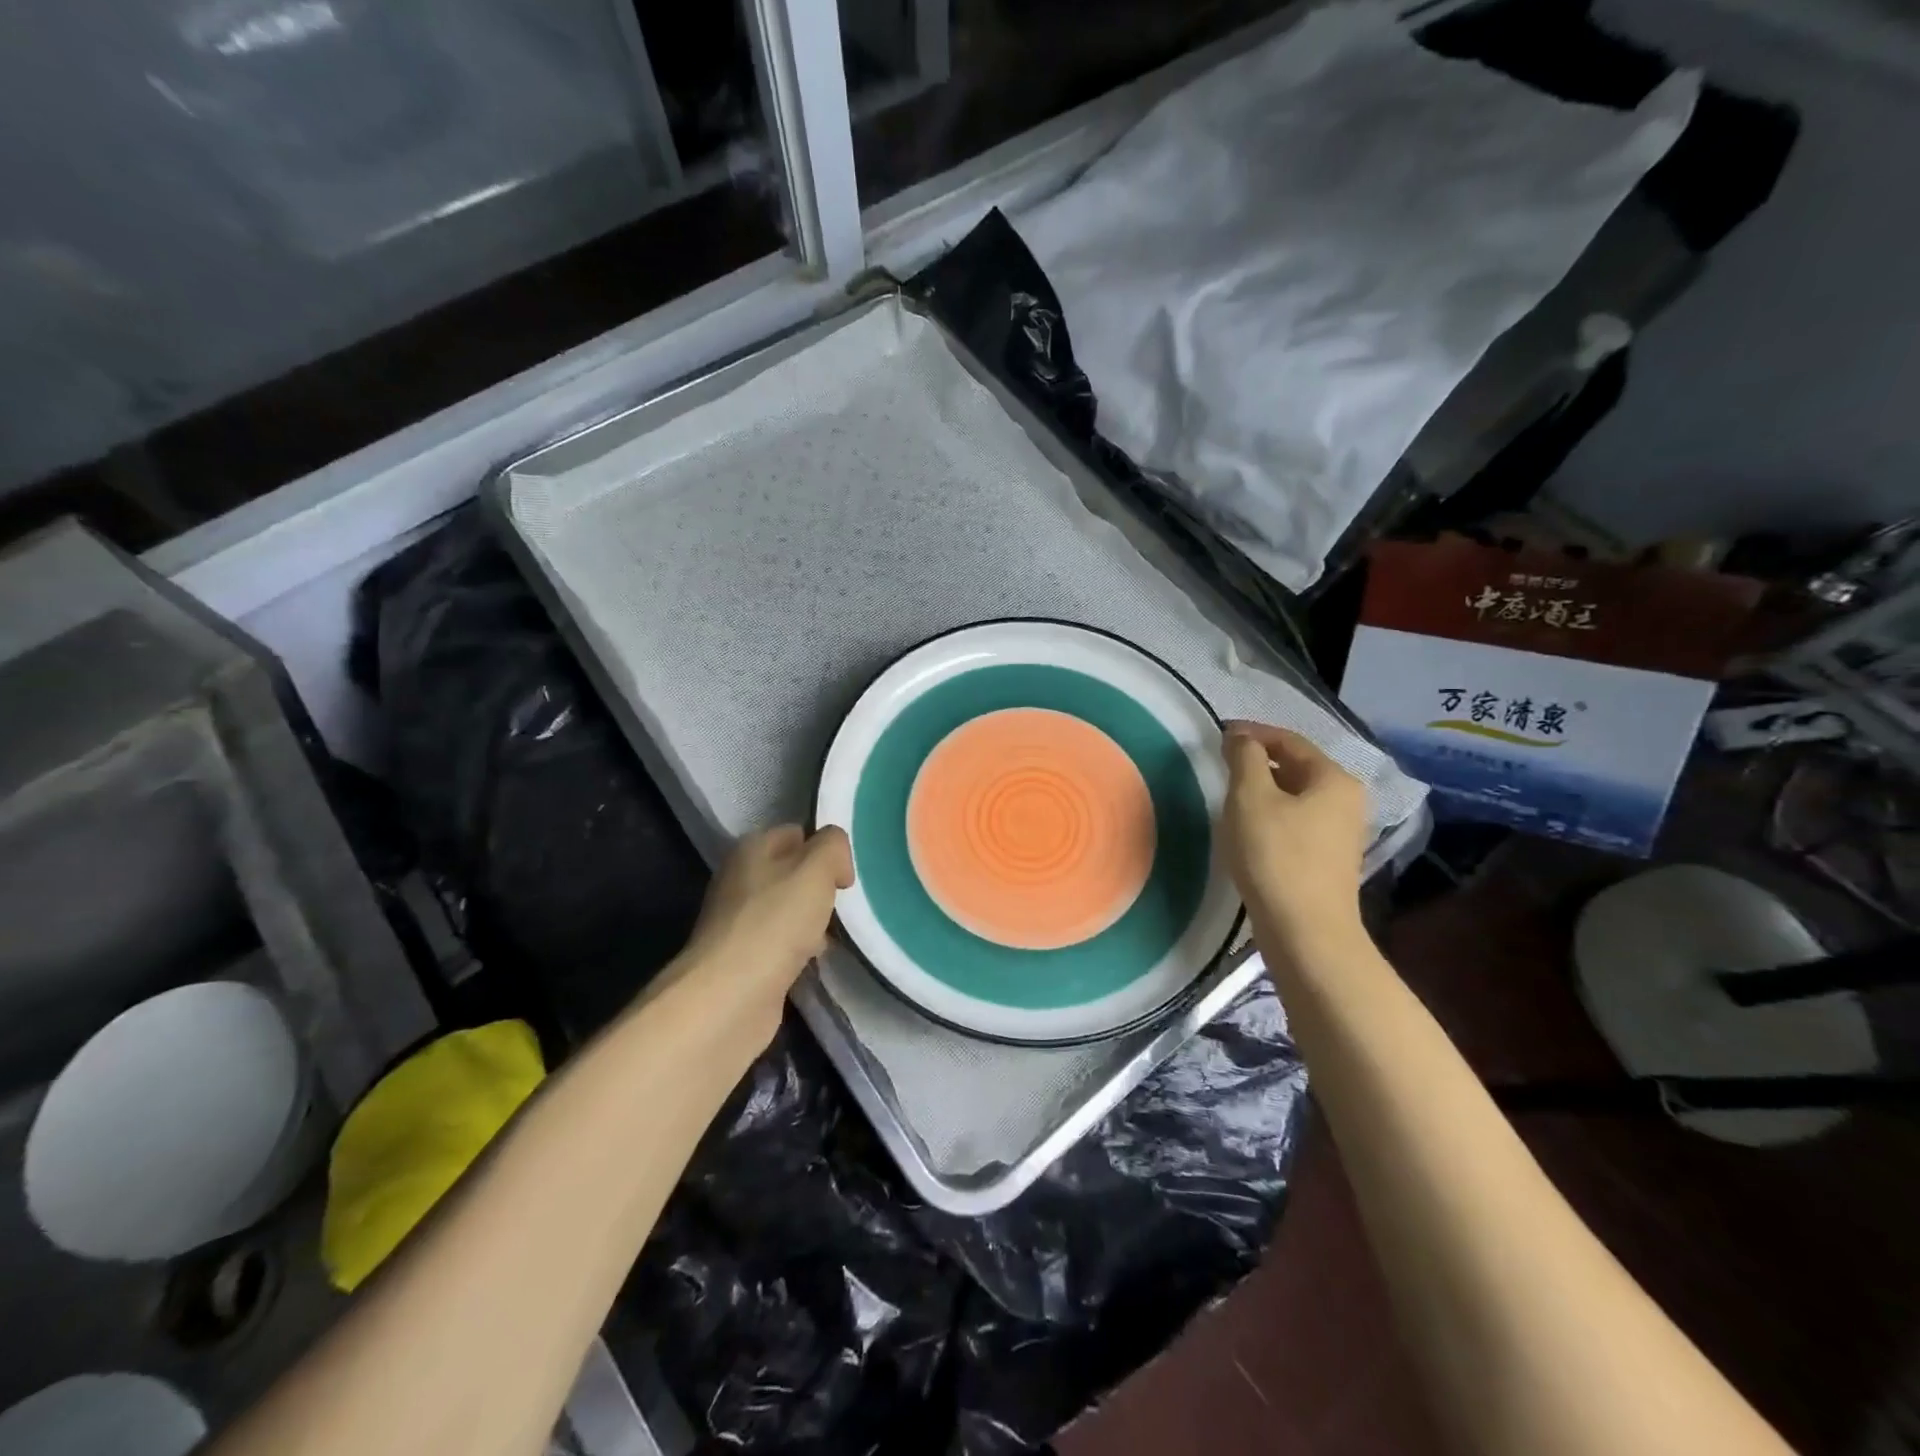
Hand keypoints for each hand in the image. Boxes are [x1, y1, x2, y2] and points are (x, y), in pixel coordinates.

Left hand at [671, 825, 854, 1043]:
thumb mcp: (817, 868)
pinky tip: (813, 960)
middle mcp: (739, 879)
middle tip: (841, 905)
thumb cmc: (776, 922)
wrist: (731, 995)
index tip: (845, 876)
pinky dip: (799, 949)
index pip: (796, 833)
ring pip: (788, 909)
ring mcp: (738, 920)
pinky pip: (781, 942)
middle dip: (820, 887)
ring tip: (833, 935)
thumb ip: (833, 847)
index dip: (825, 849)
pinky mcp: (742, 957)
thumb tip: (836, 863)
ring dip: (812, 921)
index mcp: (751, 848)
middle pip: (792, 873)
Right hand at [1219, 721, 1369, 963]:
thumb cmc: (1276, 856)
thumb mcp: (1251, 798)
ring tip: (1229, 794)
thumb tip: (1241, 737)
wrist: (1305, 932)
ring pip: (1295, 796)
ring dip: (1263, 789)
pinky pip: (1296, 821)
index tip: (1219, 734)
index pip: (1289, 740)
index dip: (1252, 733)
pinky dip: (1271, 814)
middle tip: (1221, 763)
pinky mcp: (1328, 860)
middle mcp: (1346, 800)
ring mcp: (1341, 833)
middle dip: (1258, 761)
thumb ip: (1245, 758)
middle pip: (1296, 767)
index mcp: (1334, 779)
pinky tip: (1248, 828)